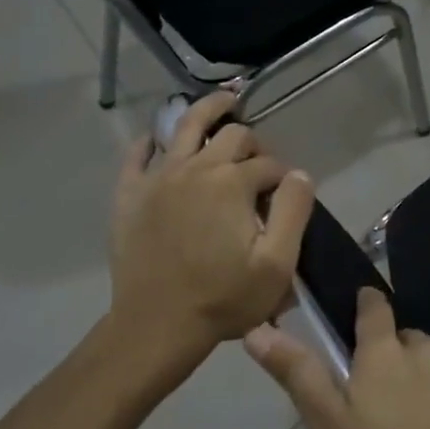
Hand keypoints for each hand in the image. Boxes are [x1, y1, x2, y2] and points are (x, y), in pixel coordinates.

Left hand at [108, 92, 315, 374]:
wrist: (156, 327)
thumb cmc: (223, 299)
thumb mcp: (277, 264)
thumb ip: (294, 211)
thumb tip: (299, 173)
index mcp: (233, 183)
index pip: (269, 164)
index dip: (283, 178)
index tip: (285, 199)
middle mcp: (196, 168)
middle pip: (232, 135)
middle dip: (253, 143)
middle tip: (259, 163)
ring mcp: (159, 177)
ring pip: (185, 126)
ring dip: (208, 110)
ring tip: (224, 101)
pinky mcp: (130, 194)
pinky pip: (137, 156)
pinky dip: (150, 142)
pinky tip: (157, 138)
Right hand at [244, 289, 429, 428]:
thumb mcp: (327, 428)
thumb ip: (297, 372)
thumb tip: (257, 328)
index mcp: (387, 352)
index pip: (375, 305)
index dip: (364, 307)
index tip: (355, 323)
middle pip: (406, 341)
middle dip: (390, 359)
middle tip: (373, 405)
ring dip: (423, 384)